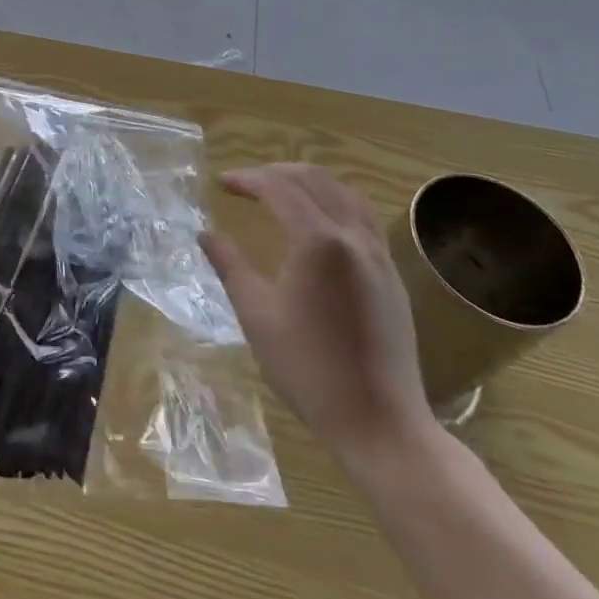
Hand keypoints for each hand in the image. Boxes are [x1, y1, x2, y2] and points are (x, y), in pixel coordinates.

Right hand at [200, 164, 432, 458]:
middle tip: (246, 184)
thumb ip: (230, 265)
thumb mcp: (257, 315)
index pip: (279, 189)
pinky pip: (364, 217)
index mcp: (319, 242)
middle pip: (315, 181)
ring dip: (309, 183)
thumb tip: (205, 233)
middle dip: (276, 173)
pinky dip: (335, 203)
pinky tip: (318, 224)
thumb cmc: (309, 370)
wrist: (380, 424)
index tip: (222, 183)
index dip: (248, 179)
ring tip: (281, 193)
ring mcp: (379, 255)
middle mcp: (353, 237)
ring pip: (345, 193)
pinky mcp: (392, 276)